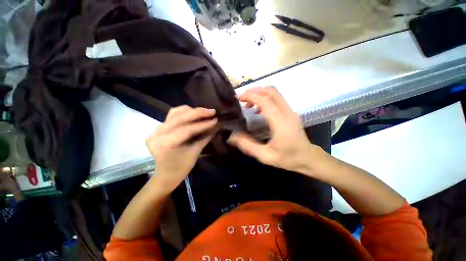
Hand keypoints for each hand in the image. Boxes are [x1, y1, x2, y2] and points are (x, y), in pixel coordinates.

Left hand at [146, 106, 217, 190]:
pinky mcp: (158, 129)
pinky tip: (193, 114)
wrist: (165, 175)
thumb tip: (216, 126)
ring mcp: (155, 130)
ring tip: (204, 112)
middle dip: (198, 113)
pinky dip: (184, 113)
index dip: (203, 124)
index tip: (215, 119)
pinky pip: (172, 116)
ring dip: (191, 111)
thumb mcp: (195, 153)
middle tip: (212, 111)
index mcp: (165, 143)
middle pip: (179, 117)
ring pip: (175, 113)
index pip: (186, 129)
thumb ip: (205, 137)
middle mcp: (157, 133)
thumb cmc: (181, 168)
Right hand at [228, 87, 321, 175]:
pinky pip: (278, 99)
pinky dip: (266, 98)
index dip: (250, 96)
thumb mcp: (265, 156)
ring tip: (248, 103)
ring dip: (260, 93)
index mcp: (280, 122)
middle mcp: (287, 112)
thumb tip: (232, 137)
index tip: (238, 98)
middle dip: (254, 91)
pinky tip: (258, 109)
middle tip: (242, 98)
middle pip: (271, 92)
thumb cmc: (287, 158)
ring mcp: (291, 111)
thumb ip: (248, 146)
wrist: (308, 158)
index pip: (265, 101)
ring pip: (275, 93)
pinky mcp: (291, 112)